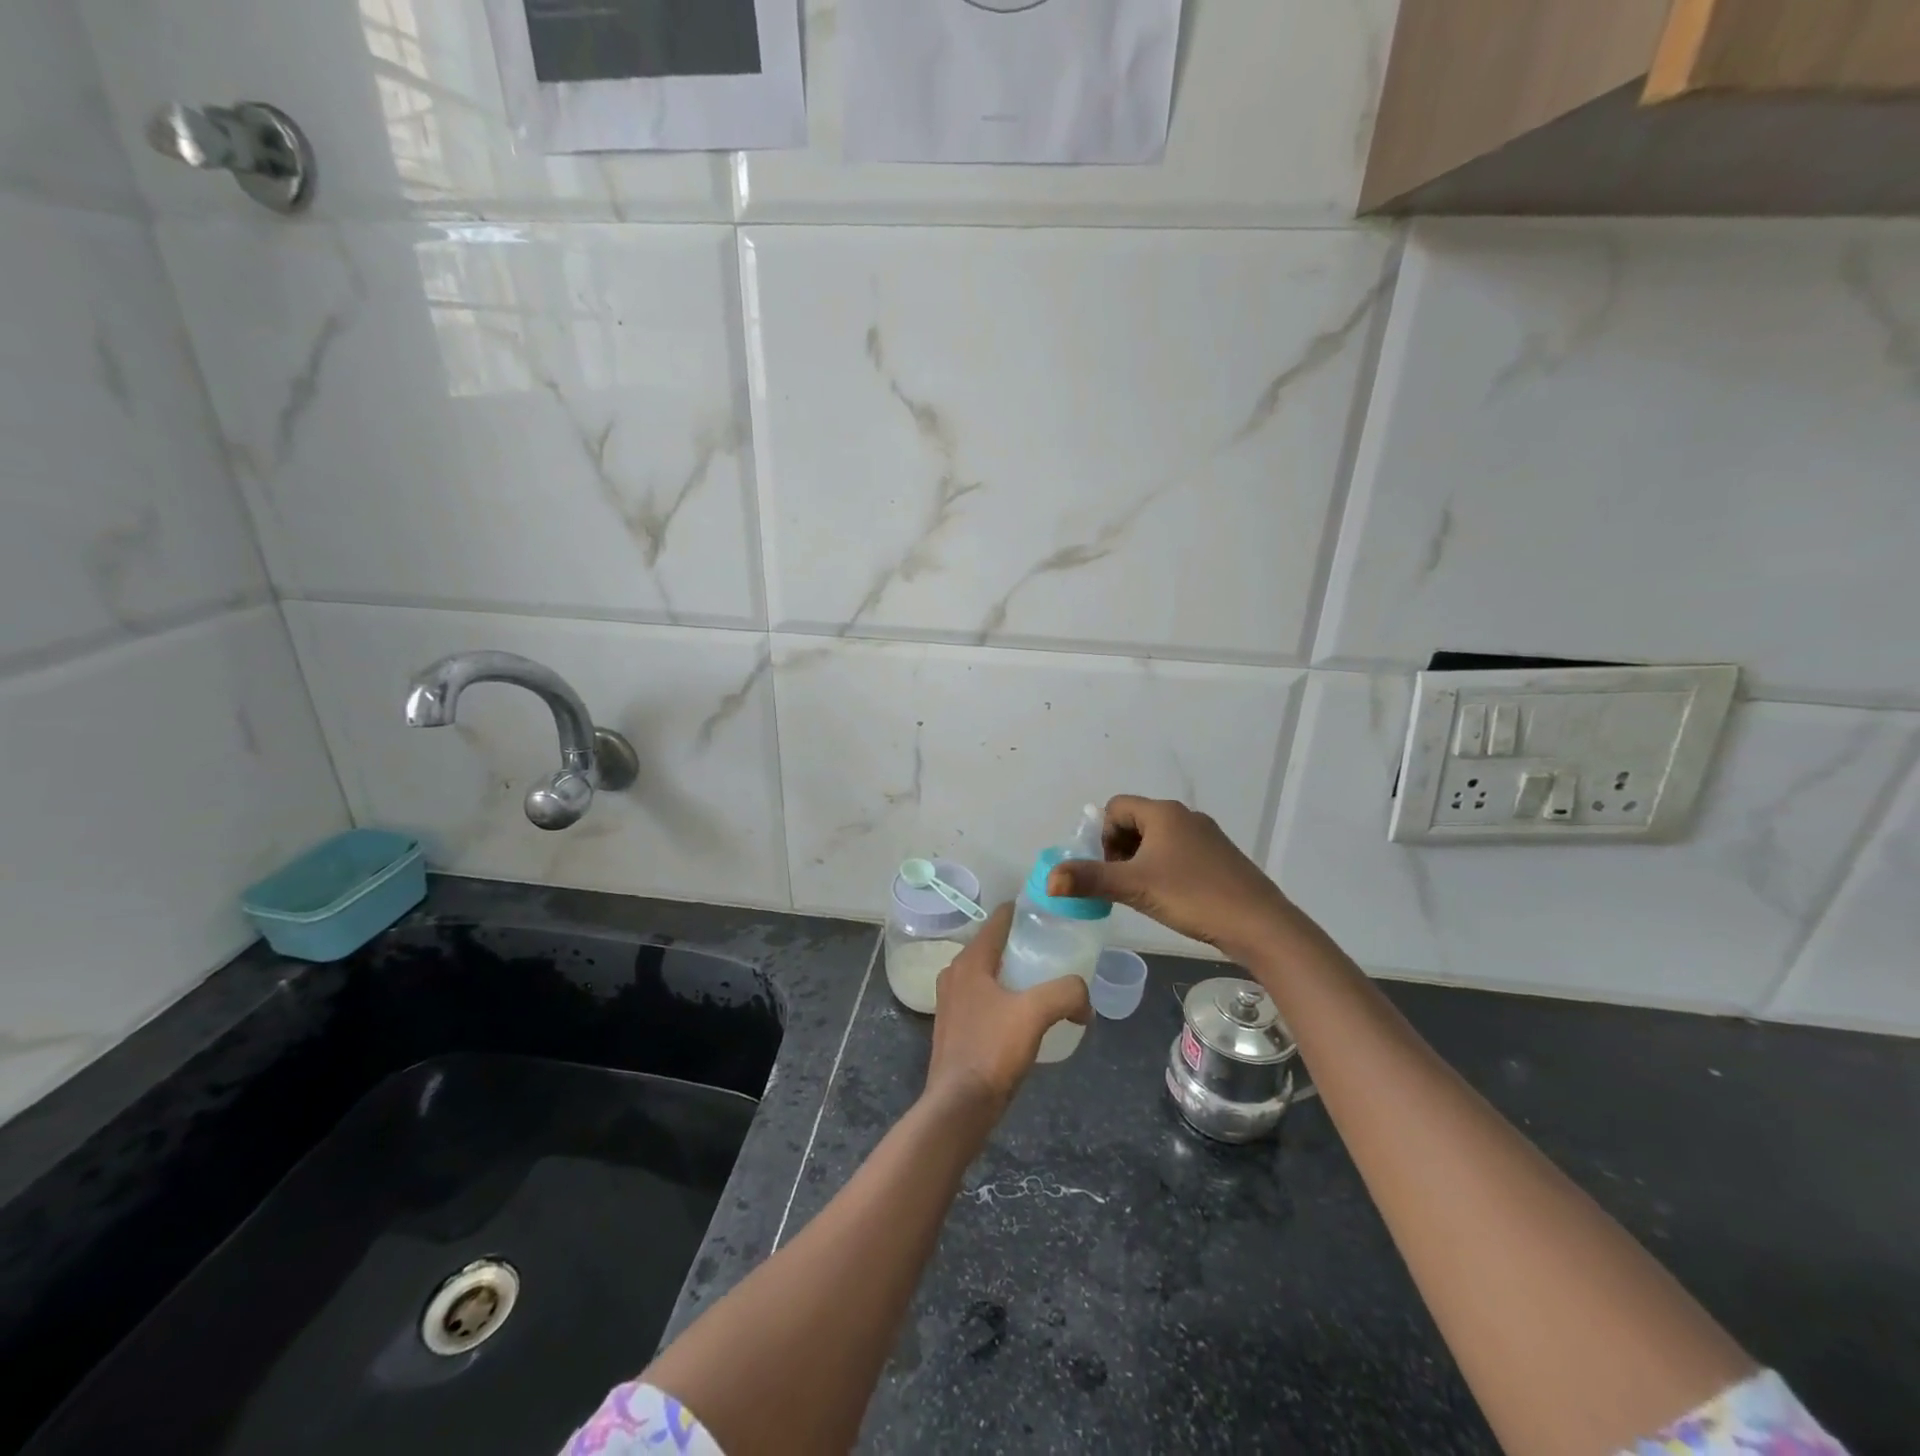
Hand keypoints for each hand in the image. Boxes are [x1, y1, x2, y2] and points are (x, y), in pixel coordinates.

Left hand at [925, 904, 1090, 1113]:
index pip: (998, 919)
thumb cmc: (992, 1050)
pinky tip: (1026, 1015)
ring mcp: (952, 1002)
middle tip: (1057, 950)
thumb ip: (1067, 993)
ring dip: (1015, 973)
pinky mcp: (956, 1027)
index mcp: (970, 961)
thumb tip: (1085, 1001)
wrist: (959, 1106)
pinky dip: (1006, 996)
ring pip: (989, 973)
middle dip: (1024, 944)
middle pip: (994, 945)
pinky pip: (985, 998)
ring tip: (1047, 982)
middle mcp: (956, 974)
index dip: (1025, 911)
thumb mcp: (1035, 1013)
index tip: (1052, 913)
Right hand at [1045, 795, 1306, 958]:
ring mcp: (1206, 836)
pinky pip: (1179, 853)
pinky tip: (1172, 898)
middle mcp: (1185, 816)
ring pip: (1158, 839)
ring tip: (1145, 893)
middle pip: (1135, 822)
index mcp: (1163, 813)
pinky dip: (1165, 869)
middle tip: (1123, 884)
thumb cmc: (1192, 896)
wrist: (1258, 924)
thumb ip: (1089, 880)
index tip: (1110, 869)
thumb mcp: (1134, 888)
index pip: (1115, 808)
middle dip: (1120, 850)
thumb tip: (1049, 879)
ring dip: (1141, 861)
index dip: (1103, 836)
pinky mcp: (1219, 857)